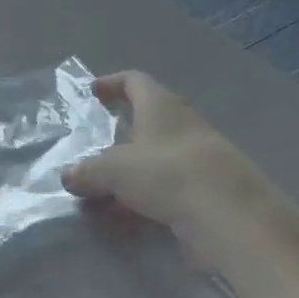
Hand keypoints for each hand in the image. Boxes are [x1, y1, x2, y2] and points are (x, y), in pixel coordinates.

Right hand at [62, 71, 292, 257]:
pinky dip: (146, 196)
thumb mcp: (114, 170)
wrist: (230, 216)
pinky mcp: (208, 190)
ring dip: (131, 171)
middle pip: (149, 120)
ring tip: (103, 190)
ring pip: (156, 158)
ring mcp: (199, 158)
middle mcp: (183, 125)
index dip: (113, 83)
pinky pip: (168, 187)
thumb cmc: (166, 173)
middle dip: (121, 133)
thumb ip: (87, 172)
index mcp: (161, 106)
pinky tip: (127, 216)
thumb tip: (68, 176)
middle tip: (96, 146)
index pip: (136, 81)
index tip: (93, 92)